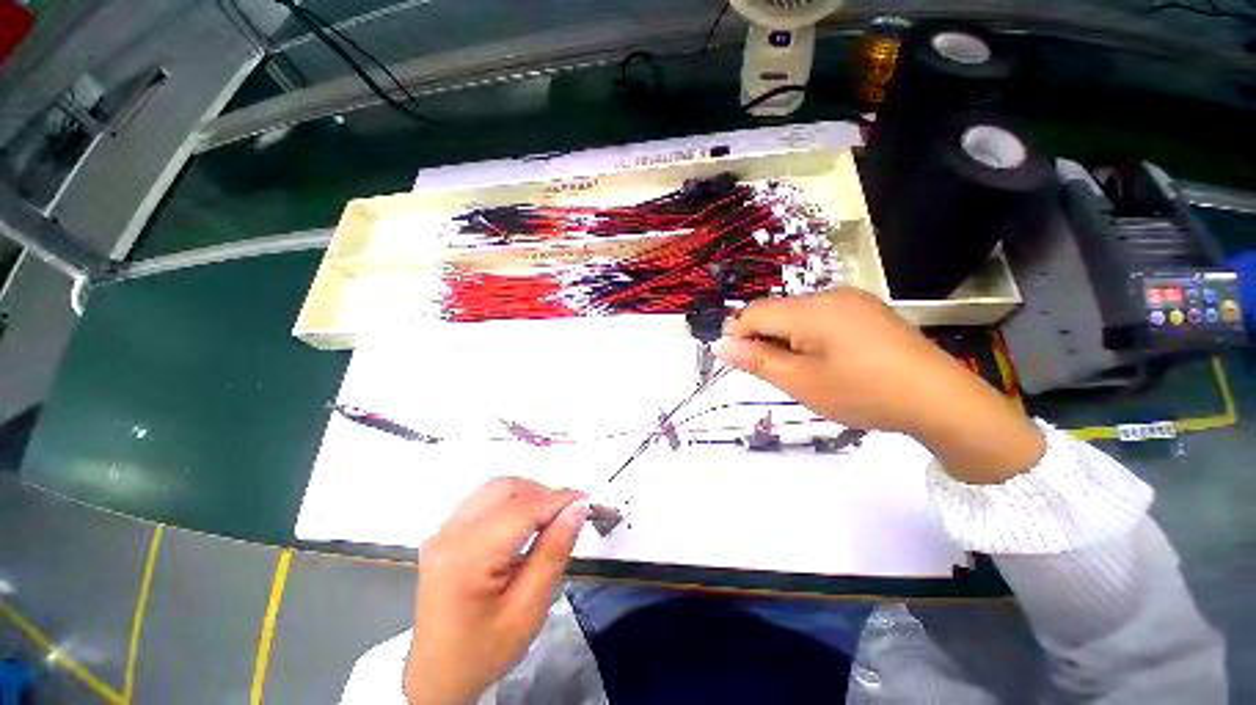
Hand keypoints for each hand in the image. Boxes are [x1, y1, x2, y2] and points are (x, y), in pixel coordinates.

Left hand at [405, 477, 588, 704]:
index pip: (522, 509)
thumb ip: (553, 553)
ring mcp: (443, 529)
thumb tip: (578, 508)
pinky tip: (523, 521)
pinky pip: (484, 498)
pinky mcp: (445, 531)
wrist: (438, 674)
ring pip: (496, 487)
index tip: (586, 501)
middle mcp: (450, 533)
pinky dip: (511, 500)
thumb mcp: (528, 610)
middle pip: (507, 490)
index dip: (558, 499)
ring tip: (549, 518)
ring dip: (528, 494)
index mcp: (467, 557)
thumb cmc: (485, 649)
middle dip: (544, 494)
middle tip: (568, 515)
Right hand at [713, 288, 1044, 483]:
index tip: (741, 364)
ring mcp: (853, 300)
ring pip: (798, 315)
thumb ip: (757, 360)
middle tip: (778, 374)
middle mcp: (829, 295)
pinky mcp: (868, 310)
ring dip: (787, 340)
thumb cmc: (863, 392)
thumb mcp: (801, 382)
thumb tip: (720, 345)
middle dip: (765, 340)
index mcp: (810, 310)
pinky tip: (830, 361)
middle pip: (776, 312)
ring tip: (806, 372)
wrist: (941, 400)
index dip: (738, 336)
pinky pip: (823, 317)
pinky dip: (811, 337)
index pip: (753, 313)